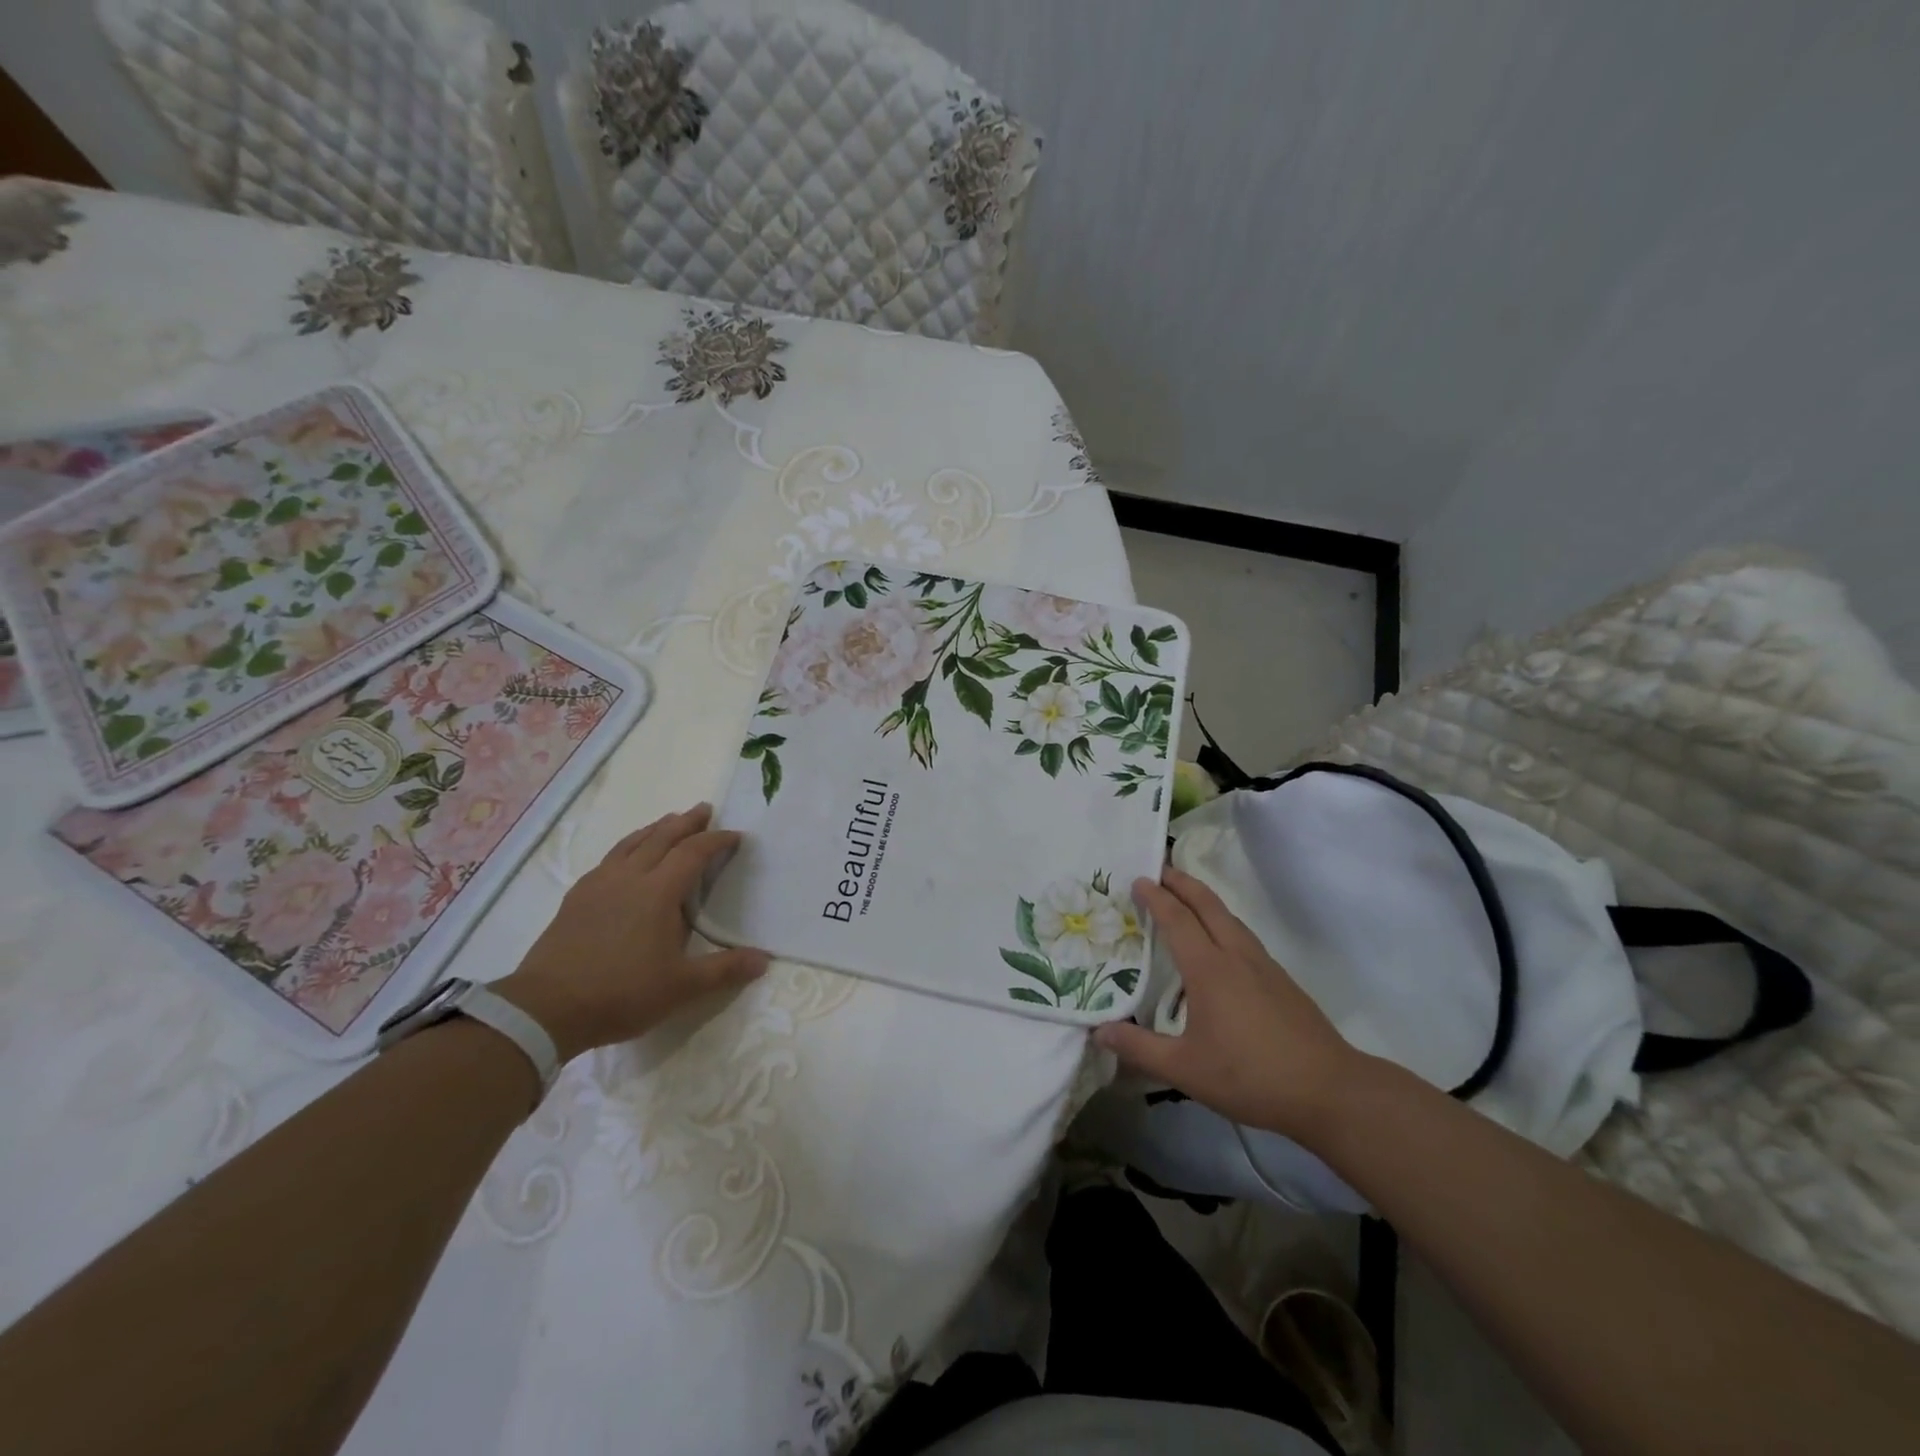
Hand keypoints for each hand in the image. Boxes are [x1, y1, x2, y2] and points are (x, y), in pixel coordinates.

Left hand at [495, 805, 768, 1061]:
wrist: (546, 1008)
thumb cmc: (621, 993)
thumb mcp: (682, 987)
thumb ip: (724, 970)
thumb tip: (764, 960)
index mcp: (658, 892)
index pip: (693, 853)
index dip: (716, 840)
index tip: (735, 836)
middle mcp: (629, 878)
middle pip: (661, 837)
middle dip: (686, 821)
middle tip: (704, 809)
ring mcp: (598, 884)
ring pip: (631, 843)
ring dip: (655, 828)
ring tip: (668, 822)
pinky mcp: (576, 897)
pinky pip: (609, 858)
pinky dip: (627, 847)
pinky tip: (625, 858)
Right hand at [1094, 866, 1363, 1143]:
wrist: (1329, 1091)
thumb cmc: (1251, 1076)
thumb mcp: (1186, 1069)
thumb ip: (1139, 1048)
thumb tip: (1098, 1031)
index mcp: (1209, 969)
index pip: (1177, 920)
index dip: (1156, 898)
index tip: (1138, 879)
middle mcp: (1236, 956)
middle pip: (1208, 905)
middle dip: (1183, 883)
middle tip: (1160, 869)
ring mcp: (1264, 966)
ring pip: (1230, 918)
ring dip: (1204, 900)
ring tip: (1186, 898)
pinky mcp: (1281, 981)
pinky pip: (1244, 936)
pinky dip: (1223, 922)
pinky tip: (1220, 944)